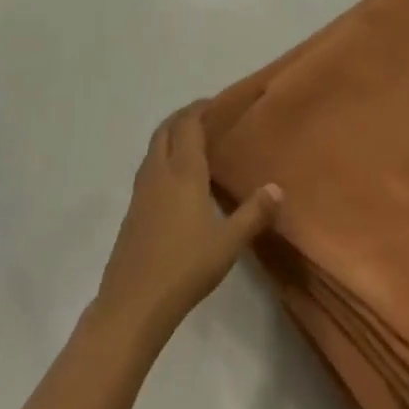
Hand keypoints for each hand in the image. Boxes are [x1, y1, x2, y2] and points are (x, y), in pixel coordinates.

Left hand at [93, 103, 281, 341]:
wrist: (132, 306)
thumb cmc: (184, 268)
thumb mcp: (228, 243)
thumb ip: (254, 214)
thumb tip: (277, 188)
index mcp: (183, 172)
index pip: (188, 125)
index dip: (200, 108)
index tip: (216, 103)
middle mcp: (158, 173)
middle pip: (165, 130)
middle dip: (182, 117)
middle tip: (205, 117)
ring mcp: (140, 193)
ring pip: (153, 149)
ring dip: (169, 136)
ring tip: (191, 143)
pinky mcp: (131, 212)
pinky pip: (147, 169)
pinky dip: (161, 159)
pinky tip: (175, 181)